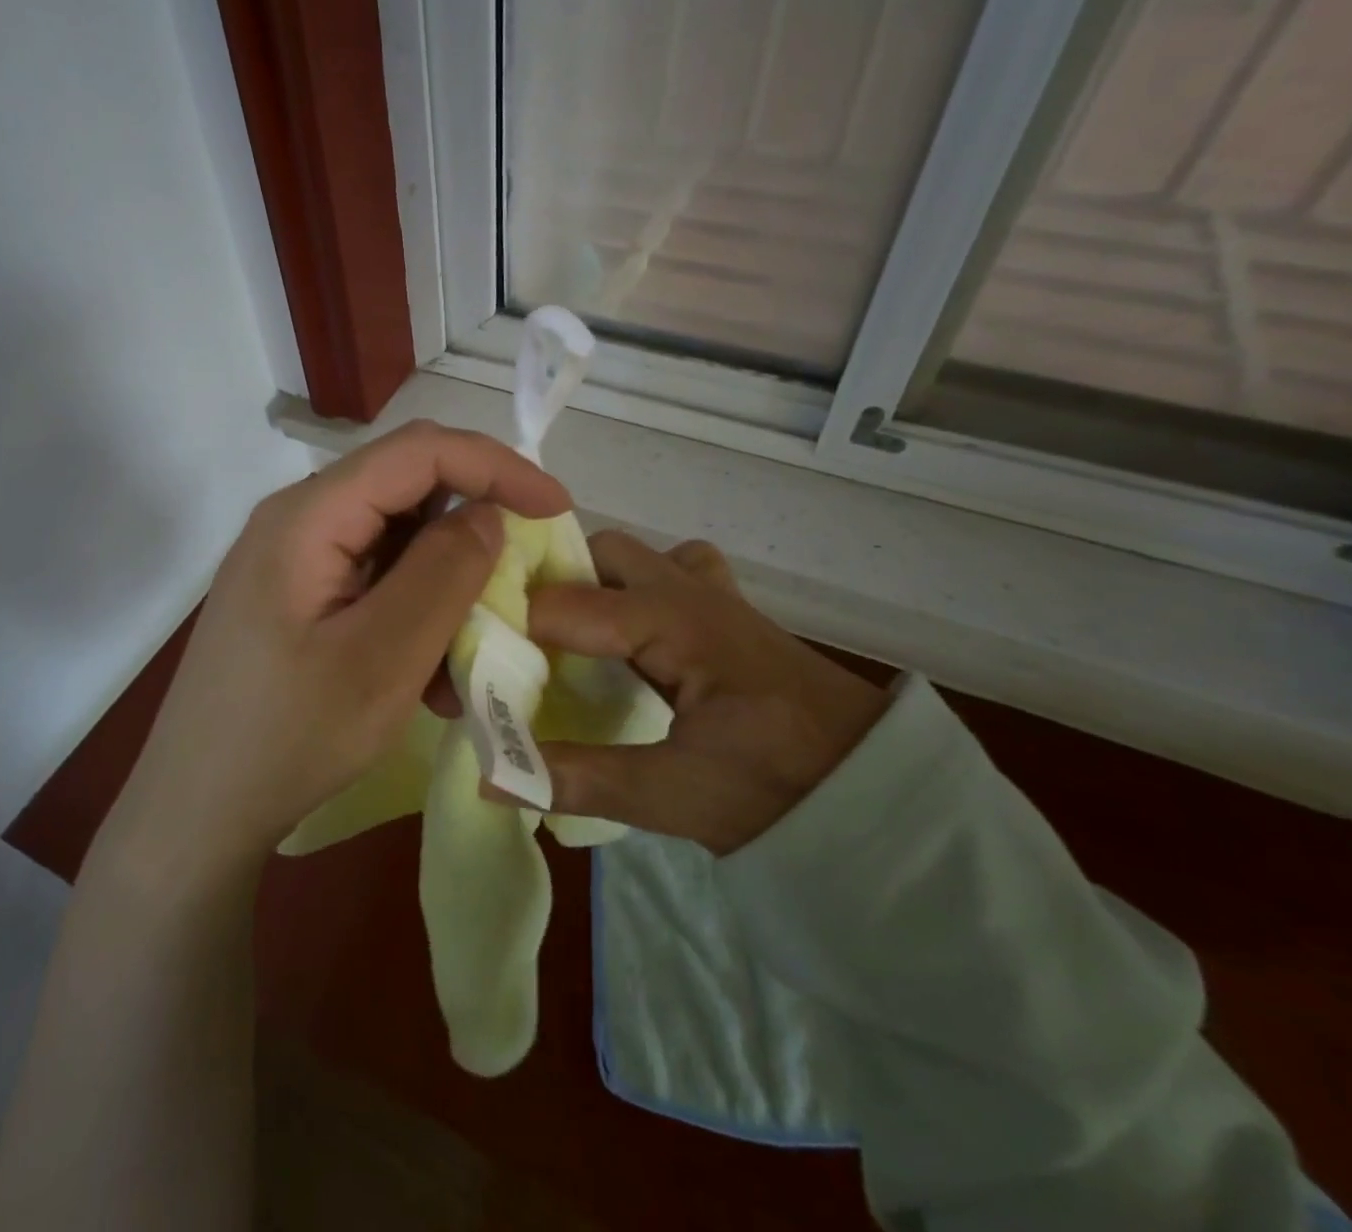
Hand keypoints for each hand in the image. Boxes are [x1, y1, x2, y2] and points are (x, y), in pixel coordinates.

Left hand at [111, 422, 569, 879]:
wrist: (198, 810)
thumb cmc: (288, 737)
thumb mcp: (382, 659)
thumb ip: (442, 574)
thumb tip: (487, 513)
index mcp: (307, 516)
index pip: (417, 452)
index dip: (495, 466)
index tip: (556, 507)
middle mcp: (297, 521)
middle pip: (405, 489)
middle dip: (474, 522)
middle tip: (522, 571)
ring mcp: (294, 561)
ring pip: (396, 540)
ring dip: (446, 582)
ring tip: (474, 647)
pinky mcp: (298, 598)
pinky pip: (374, 581)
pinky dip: (416, 613)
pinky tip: (431, 675)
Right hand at [519, 530, 889, 856]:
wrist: (878, 792)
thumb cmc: (780, 788)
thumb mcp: (675, 794)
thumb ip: (579, 779)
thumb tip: (488, 776)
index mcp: (674, 622)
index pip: (566, 605)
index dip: (512, 629)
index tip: (473, 659)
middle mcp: (688, 590)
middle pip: (599, 556)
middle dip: (553, 586)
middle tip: (520, 646)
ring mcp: (712, 594)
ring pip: (633, 559)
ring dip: (593, 584)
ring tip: (562, 640)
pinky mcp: (726, 612)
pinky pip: (671, 573)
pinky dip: (637, 590)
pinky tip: (629, 638)